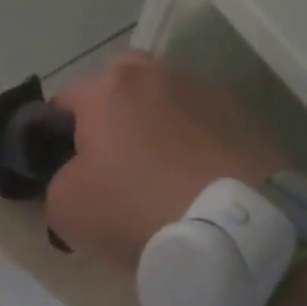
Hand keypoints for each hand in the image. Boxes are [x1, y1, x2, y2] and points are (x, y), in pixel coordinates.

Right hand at [46, 52, 283, 268]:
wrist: (235, 231)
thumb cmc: (136, 209)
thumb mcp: (66, 208)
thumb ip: (59, 179)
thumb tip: (77, 175)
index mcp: (108, 88)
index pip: (65, 102)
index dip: (58, 137)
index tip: (67, 171)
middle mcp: (158, 74)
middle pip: (120, 91)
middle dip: (113, 120)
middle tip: (115, 169)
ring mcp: (208, 92)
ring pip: (167, 106)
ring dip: (160, 130)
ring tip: (164, 178)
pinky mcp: (248, 118)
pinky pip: (206, 128)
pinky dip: (197, 147)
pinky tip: (200, 184)